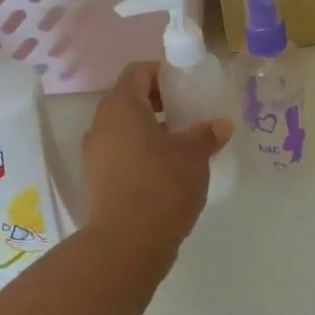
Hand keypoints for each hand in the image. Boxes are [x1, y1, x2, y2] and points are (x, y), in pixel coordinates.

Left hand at [81, 63, 230, 256]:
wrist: (127, 242)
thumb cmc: (162, 184)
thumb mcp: (194, 155)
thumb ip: (206, 134)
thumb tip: (220, 125)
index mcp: (120, 106)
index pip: (137, 72)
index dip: (162, 73)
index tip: (186, 87)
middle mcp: (100, 125)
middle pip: (129, 101)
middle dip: (159, 104)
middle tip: (188, 116)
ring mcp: (94, 155)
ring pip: (124, 131)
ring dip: (150, 133)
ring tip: (181, 147)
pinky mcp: (96, 182)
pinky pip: (120, 156)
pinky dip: (141, 156)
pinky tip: (167, 174)